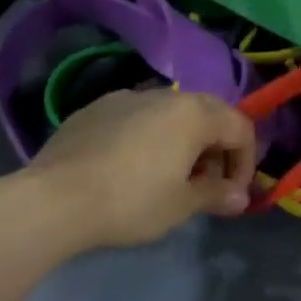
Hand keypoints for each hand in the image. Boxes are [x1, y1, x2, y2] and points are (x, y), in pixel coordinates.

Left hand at [24, 89, 258, 251]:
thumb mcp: (180, 206)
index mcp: (195, 112)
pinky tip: (129, 167)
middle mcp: (166, 94)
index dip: (246, 162)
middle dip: (216, 149)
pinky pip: (137, 117)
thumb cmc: (130, 201)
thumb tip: (240, 196)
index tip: (232, 195)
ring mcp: (128, 96)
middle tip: (205, 186)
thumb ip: (216, 194)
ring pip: (171, 113)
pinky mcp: (97, 107)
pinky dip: (148, 137)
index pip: (241, 128)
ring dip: (182, 141)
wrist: (54, 197)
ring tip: (168, 178)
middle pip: (208, 114)